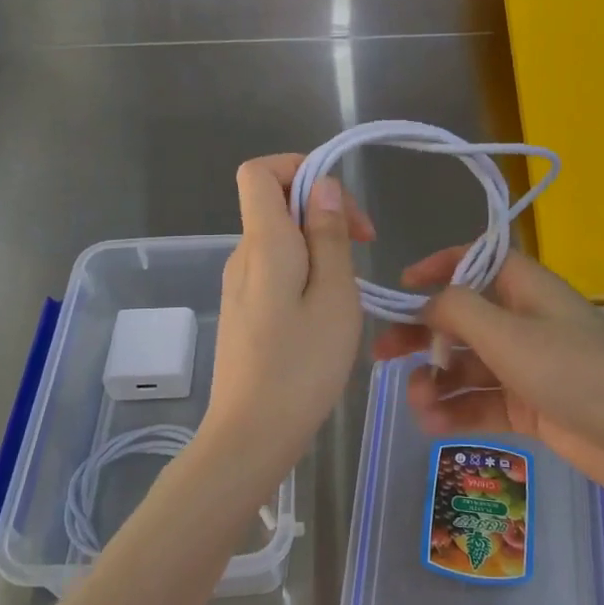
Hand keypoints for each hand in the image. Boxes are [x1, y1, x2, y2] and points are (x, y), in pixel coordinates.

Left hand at [201, 154, 372, 481]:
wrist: (251, 435)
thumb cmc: (302, 366)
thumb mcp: (334, 296)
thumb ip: (328, 235)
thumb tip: (322, 185)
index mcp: (263, 242)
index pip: (260, 171)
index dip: (300, 169)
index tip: (340, 207)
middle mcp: (243, 255)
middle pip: (275, 204)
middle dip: (322, 212)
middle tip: (364, 248)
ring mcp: (238, 285)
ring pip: (280, 240)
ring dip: (318, 246)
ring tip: (349, 290)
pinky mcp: (243, 311)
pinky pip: (275, 270)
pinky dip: (304, 273)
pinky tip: (325, 313)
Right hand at [372, 249, 603, 507]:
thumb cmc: (578, 373)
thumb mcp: (511, 335)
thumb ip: (459, 311)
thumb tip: (427, 301)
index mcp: (526, 289)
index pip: (475, 261)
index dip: (438, 267)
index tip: (400, 285)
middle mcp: (524, 321)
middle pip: (461, 318)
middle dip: (421, 334)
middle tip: (380, 355)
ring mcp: (527, 366)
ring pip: (467, 364)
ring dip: (437, 380)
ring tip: (417, 402)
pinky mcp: (530, 406)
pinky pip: (481, 400)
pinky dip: (456, 409)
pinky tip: (432, 423)